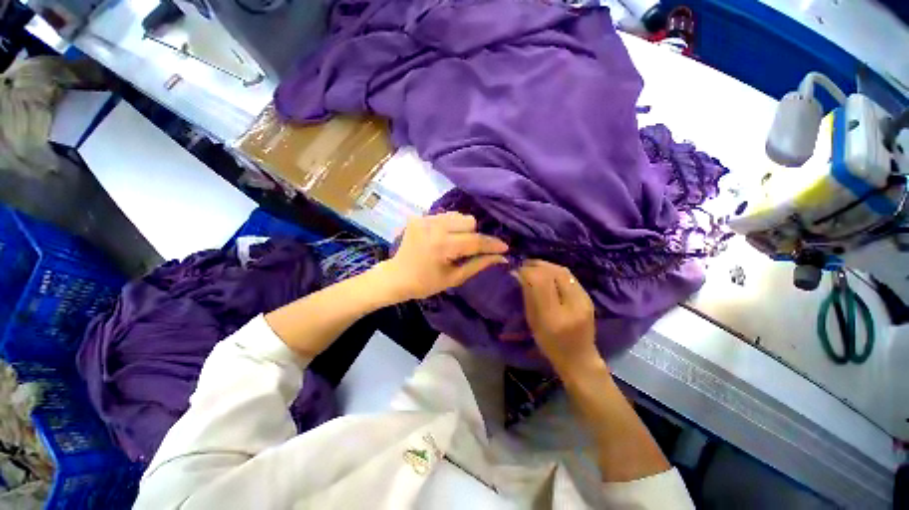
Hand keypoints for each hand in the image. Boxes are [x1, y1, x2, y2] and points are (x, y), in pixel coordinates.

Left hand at [377, 212, 507, 300]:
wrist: (397, 276)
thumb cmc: (425, 283)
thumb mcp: (454, 278)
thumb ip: (478, 264)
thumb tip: (501, 257)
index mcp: (442, 246)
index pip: (474, 241)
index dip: (492, 244)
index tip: (505, 247)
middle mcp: (433, 227)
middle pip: (468, 221)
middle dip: (474, 235)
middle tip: (469, 249)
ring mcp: (424, 219)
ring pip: (458, 215)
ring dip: (462, 228)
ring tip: (456, 243)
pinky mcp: (419, 217)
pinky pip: (445, 216)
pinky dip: (450, 226)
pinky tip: (443, 237)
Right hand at [514, 260, 602, 374]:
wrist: (579, 357)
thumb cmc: (550, 345)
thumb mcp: (533, 323)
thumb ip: (528, 297)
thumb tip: (519, 275)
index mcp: (554, 317)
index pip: (540, 282)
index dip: (527, 272)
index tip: (516, 271)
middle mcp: (572, 305)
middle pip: (554, 273)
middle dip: (536, 265)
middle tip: (523, 265)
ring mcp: (584, 300)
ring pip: (563, 271)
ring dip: (546, 265)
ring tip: (533, 266)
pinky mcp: (588, 297)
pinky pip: (569, 276)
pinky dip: (555, 270)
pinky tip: (547, 273)